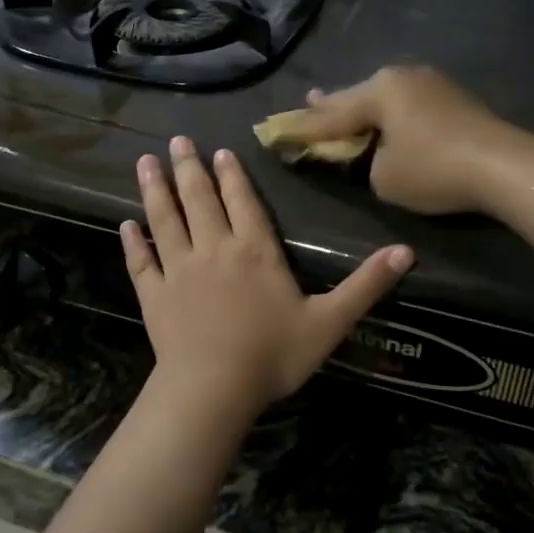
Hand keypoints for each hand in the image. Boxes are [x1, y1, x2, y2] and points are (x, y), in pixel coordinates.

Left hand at [121, 137, 412, 418]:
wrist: (213, 390)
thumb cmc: (274, 355)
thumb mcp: (330, 322)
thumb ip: (366, 285)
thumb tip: (407, 251)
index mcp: (256, 251)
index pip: (243, 202)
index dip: (232, 175)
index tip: (219, 151)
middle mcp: (214, 249)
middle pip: (199, 199)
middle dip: (189, 168)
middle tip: (176, 142)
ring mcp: (180, 270)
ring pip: (165, 220)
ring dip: (155, 190)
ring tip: (145, 162)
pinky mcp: (155, 295)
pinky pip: (142, 262)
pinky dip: (133, 242)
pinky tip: (126, 225)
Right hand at [288, 66, 533, 215]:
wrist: (504, 166)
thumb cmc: (434, 170)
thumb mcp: (384, 177)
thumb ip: (367, 163)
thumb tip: (378, 153)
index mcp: (379, 90)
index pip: (332, 114)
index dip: (306, 128)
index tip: (280, 130)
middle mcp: (402, 77)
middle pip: (358, 96)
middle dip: (333, 106)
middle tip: (308, 104)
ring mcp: (432, 83)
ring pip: (386, 98)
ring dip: (365, 107)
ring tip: (343, 106)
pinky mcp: (454, 98)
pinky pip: (409, 105)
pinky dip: (393, 115)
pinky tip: (388, 117)